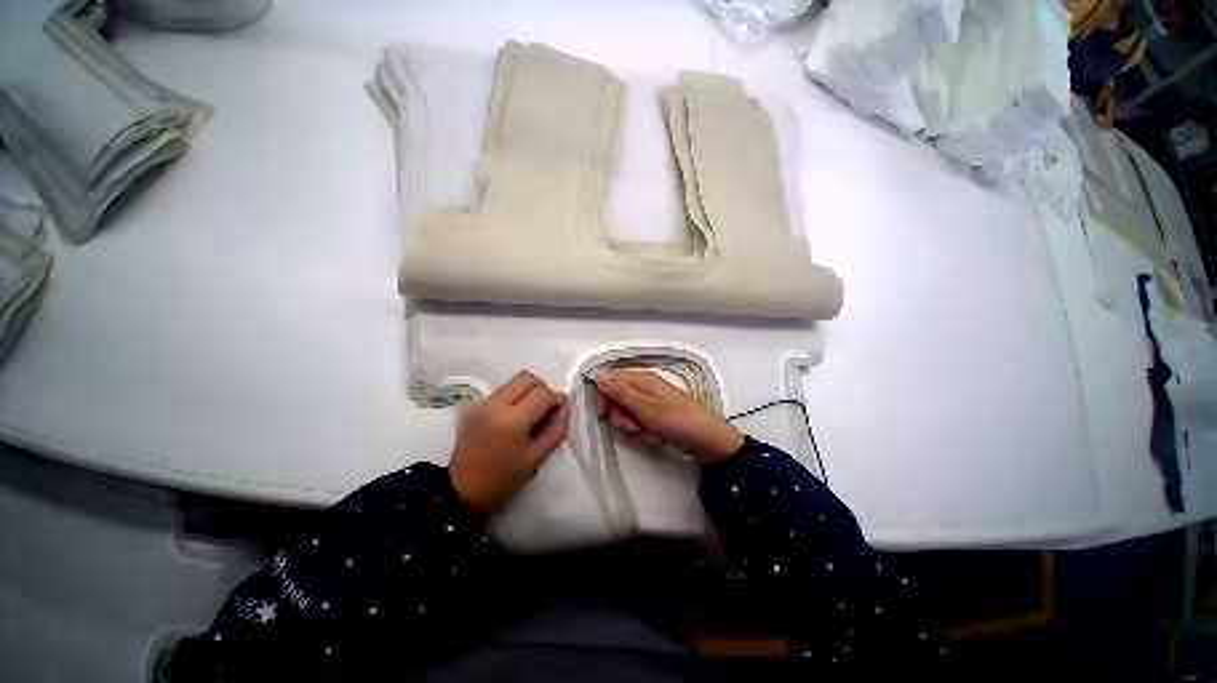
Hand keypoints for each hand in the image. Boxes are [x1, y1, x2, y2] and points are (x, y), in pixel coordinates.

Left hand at [449, 372, 569, 513]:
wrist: (462, 492)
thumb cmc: (503, 479)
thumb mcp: (538, 458)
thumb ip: (556, 429)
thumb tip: (563, 407)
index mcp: (511, 421)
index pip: (542, 394)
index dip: (557, 398)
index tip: (561, 409)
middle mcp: (494, 405)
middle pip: (526, 378)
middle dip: (543, 389)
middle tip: (547, 407)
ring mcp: (482, 404)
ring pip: (514, 382)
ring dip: (529, 391)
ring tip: (532, 412)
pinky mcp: (475, 406)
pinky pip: (503, 391)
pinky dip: (516, 397)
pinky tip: (517, 416)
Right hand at [593, 370, 743, 463]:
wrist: (709, 442)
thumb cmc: (677, 421)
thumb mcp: (645, 406)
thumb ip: (620, 391)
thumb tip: (598, 374)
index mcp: (642, 379)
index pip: (610, 380)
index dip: (603, 396)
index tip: (605, 413)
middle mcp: (645, 387)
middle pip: (617, 398)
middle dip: (621, 416)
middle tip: (633, 426)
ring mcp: (652, 402)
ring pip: (628, 413)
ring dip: (633, 427)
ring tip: (649, 434)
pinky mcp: (658, 415)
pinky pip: (640, 422)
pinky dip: (644, 432)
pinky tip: (656, 437)